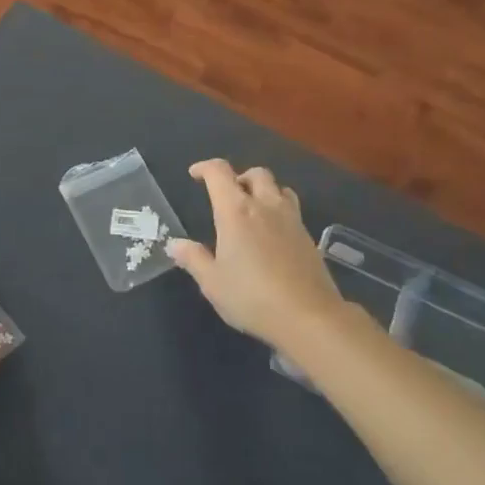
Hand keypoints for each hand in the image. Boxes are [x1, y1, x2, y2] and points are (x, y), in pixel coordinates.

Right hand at [166, 160, 351, 354]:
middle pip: (256, 174)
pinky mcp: (309, 237)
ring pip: (280, 188)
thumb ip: (193, 259)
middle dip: (239, 177)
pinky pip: (292, 210)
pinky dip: (279, 211)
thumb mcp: (212, 282)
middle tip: (227, 195)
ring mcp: (291, 220)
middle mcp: (265, 206)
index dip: (205, 167)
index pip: (219, 173)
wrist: (309, 317)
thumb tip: (175, 244)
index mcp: (236, 211)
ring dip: (264, 190)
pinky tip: (273, 235)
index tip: (194, 174)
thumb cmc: (252, 297)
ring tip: (253, 209)